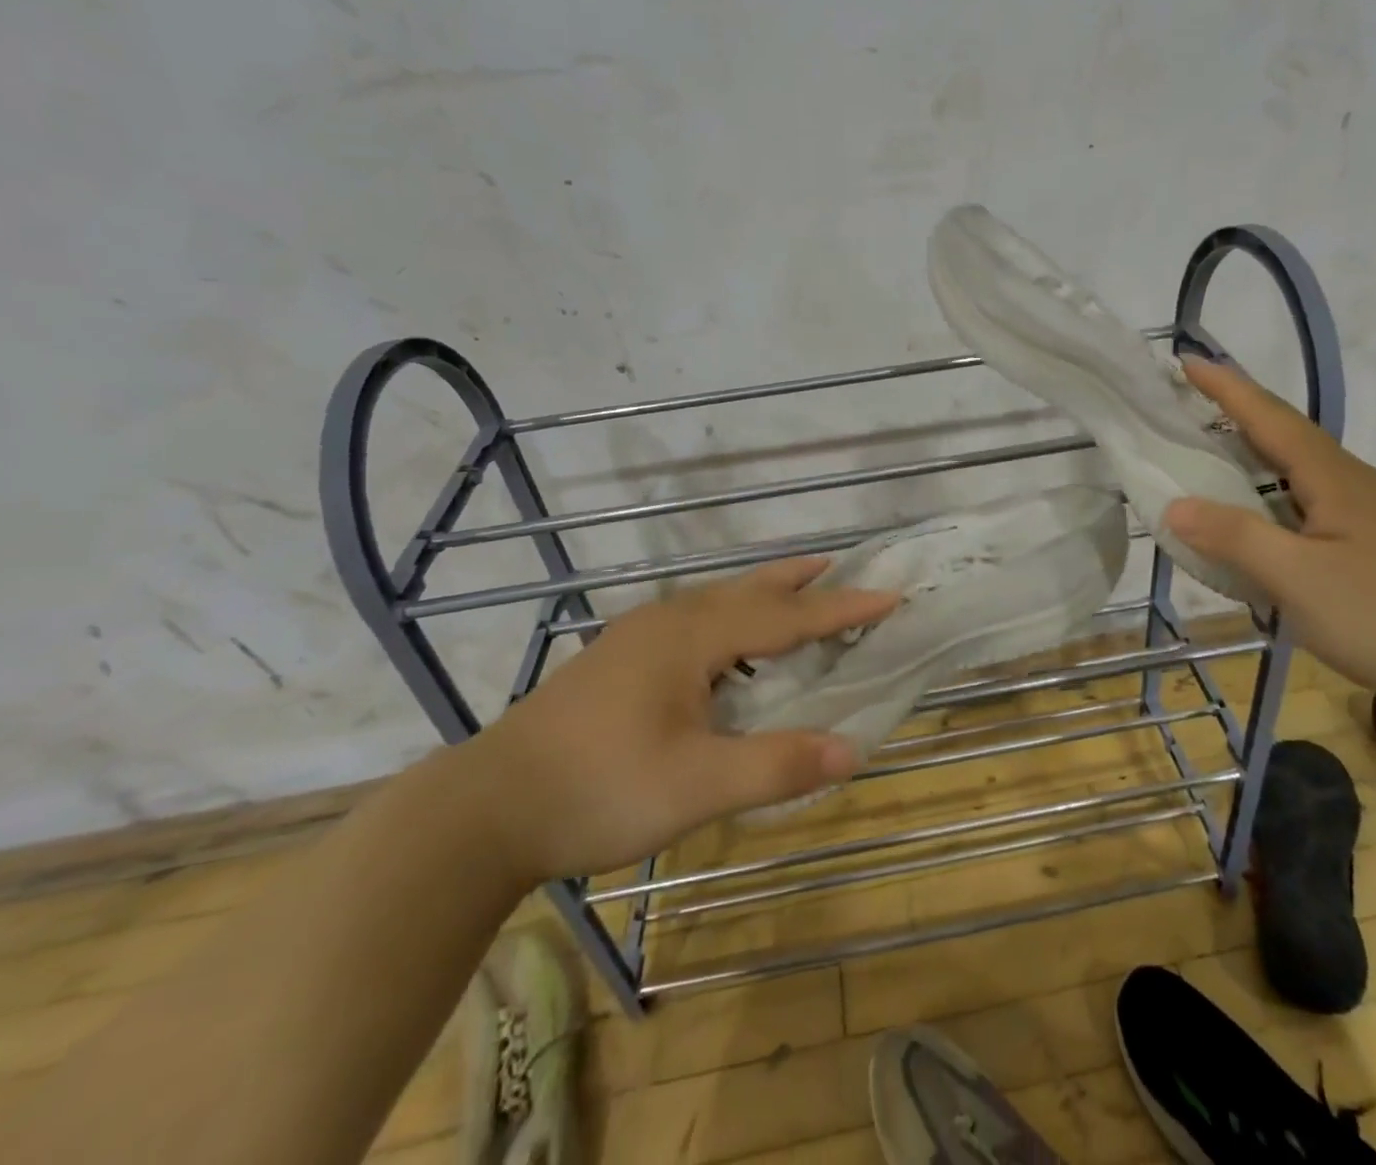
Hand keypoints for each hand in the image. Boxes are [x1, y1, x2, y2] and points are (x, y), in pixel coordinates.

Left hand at [459, 557, 897, 883]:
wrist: (486, 808)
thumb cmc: (598, 790)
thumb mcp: (695, 787)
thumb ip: (776, 765)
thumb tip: (852, 750)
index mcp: (692, 637)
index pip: (785, 617)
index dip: (840, 609)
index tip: (889, 595)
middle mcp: (668, 622)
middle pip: (749, 590)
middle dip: (800, 581)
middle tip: (842, 567)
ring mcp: (638, 637)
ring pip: (718, 601)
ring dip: (764, 595)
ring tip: (796, 592)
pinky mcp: (619, 659)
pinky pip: (696, 620)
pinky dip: (733, 618)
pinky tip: (729, 644)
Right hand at [1165, 360, 1375, 714]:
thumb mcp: (1299, 580)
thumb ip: (1235, 538)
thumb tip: (1174, 506)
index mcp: (1332, 478)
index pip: (1269, 418)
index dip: (1226, 388)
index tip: (1185, 361)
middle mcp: (1349, 480)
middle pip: (1284, 431)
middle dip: (1234, 408)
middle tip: (1184, 399)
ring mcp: (1363, 509)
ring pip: (1295, 463)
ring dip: (1251, 445)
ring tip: (1207, 444)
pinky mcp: (1367, 537)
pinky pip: (1303, 494)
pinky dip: (1266, 485)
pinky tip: (1255, 507)